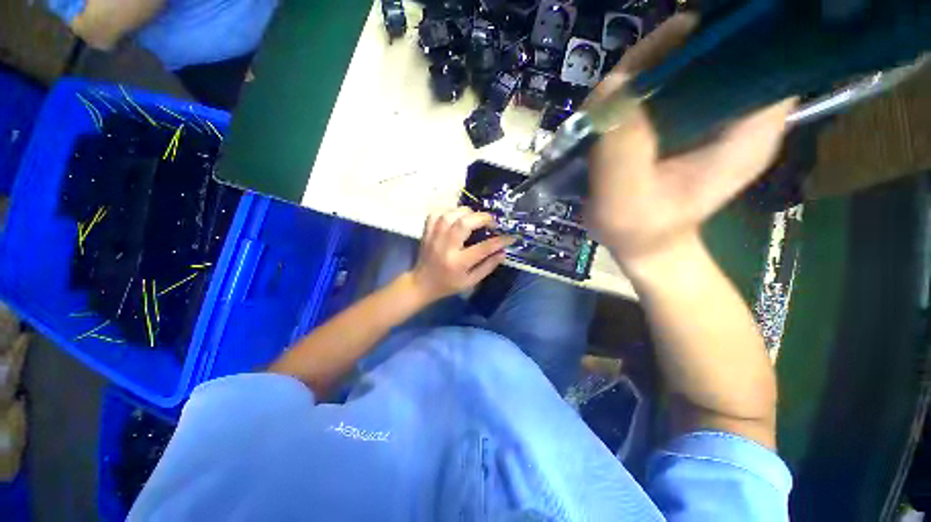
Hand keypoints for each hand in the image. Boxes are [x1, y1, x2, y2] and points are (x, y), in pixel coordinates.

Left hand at [410, 208, 514, 301]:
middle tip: (492, 223)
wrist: (422, 283)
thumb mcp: (471, 281)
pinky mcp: (426, 232)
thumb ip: (488, 266)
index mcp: (458, 263)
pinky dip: (448, 211)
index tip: (510, 237)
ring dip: (467, 213)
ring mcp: (434, 237)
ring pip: (450, 215)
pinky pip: (436, 214)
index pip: (483, 248)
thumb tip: (503, 251)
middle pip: (464, 224)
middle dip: (482, 218)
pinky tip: (456, 216)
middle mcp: (445, 247)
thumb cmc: (449, 284)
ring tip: (475, 218)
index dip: (500, 241)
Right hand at [586, 14, 794, 266]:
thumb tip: (614, 87)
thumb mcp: (625, 197)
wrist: (641, 245)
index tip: (681, 32)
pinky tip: (615, 103)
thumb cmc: (638, 229)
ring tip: (611, 95)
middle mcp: (737, 109)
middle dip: (669, 49)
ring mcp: (708, 113)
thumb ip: (622, 146)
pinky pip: (665, 85)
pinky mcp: (682, 120)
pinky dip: (639, 84)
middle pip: (716, 48)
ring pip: (685, 62)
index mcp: (747, 125)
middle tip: (626, 75)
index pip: (759, 49)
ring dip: (645, 68)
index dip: (723, 31)